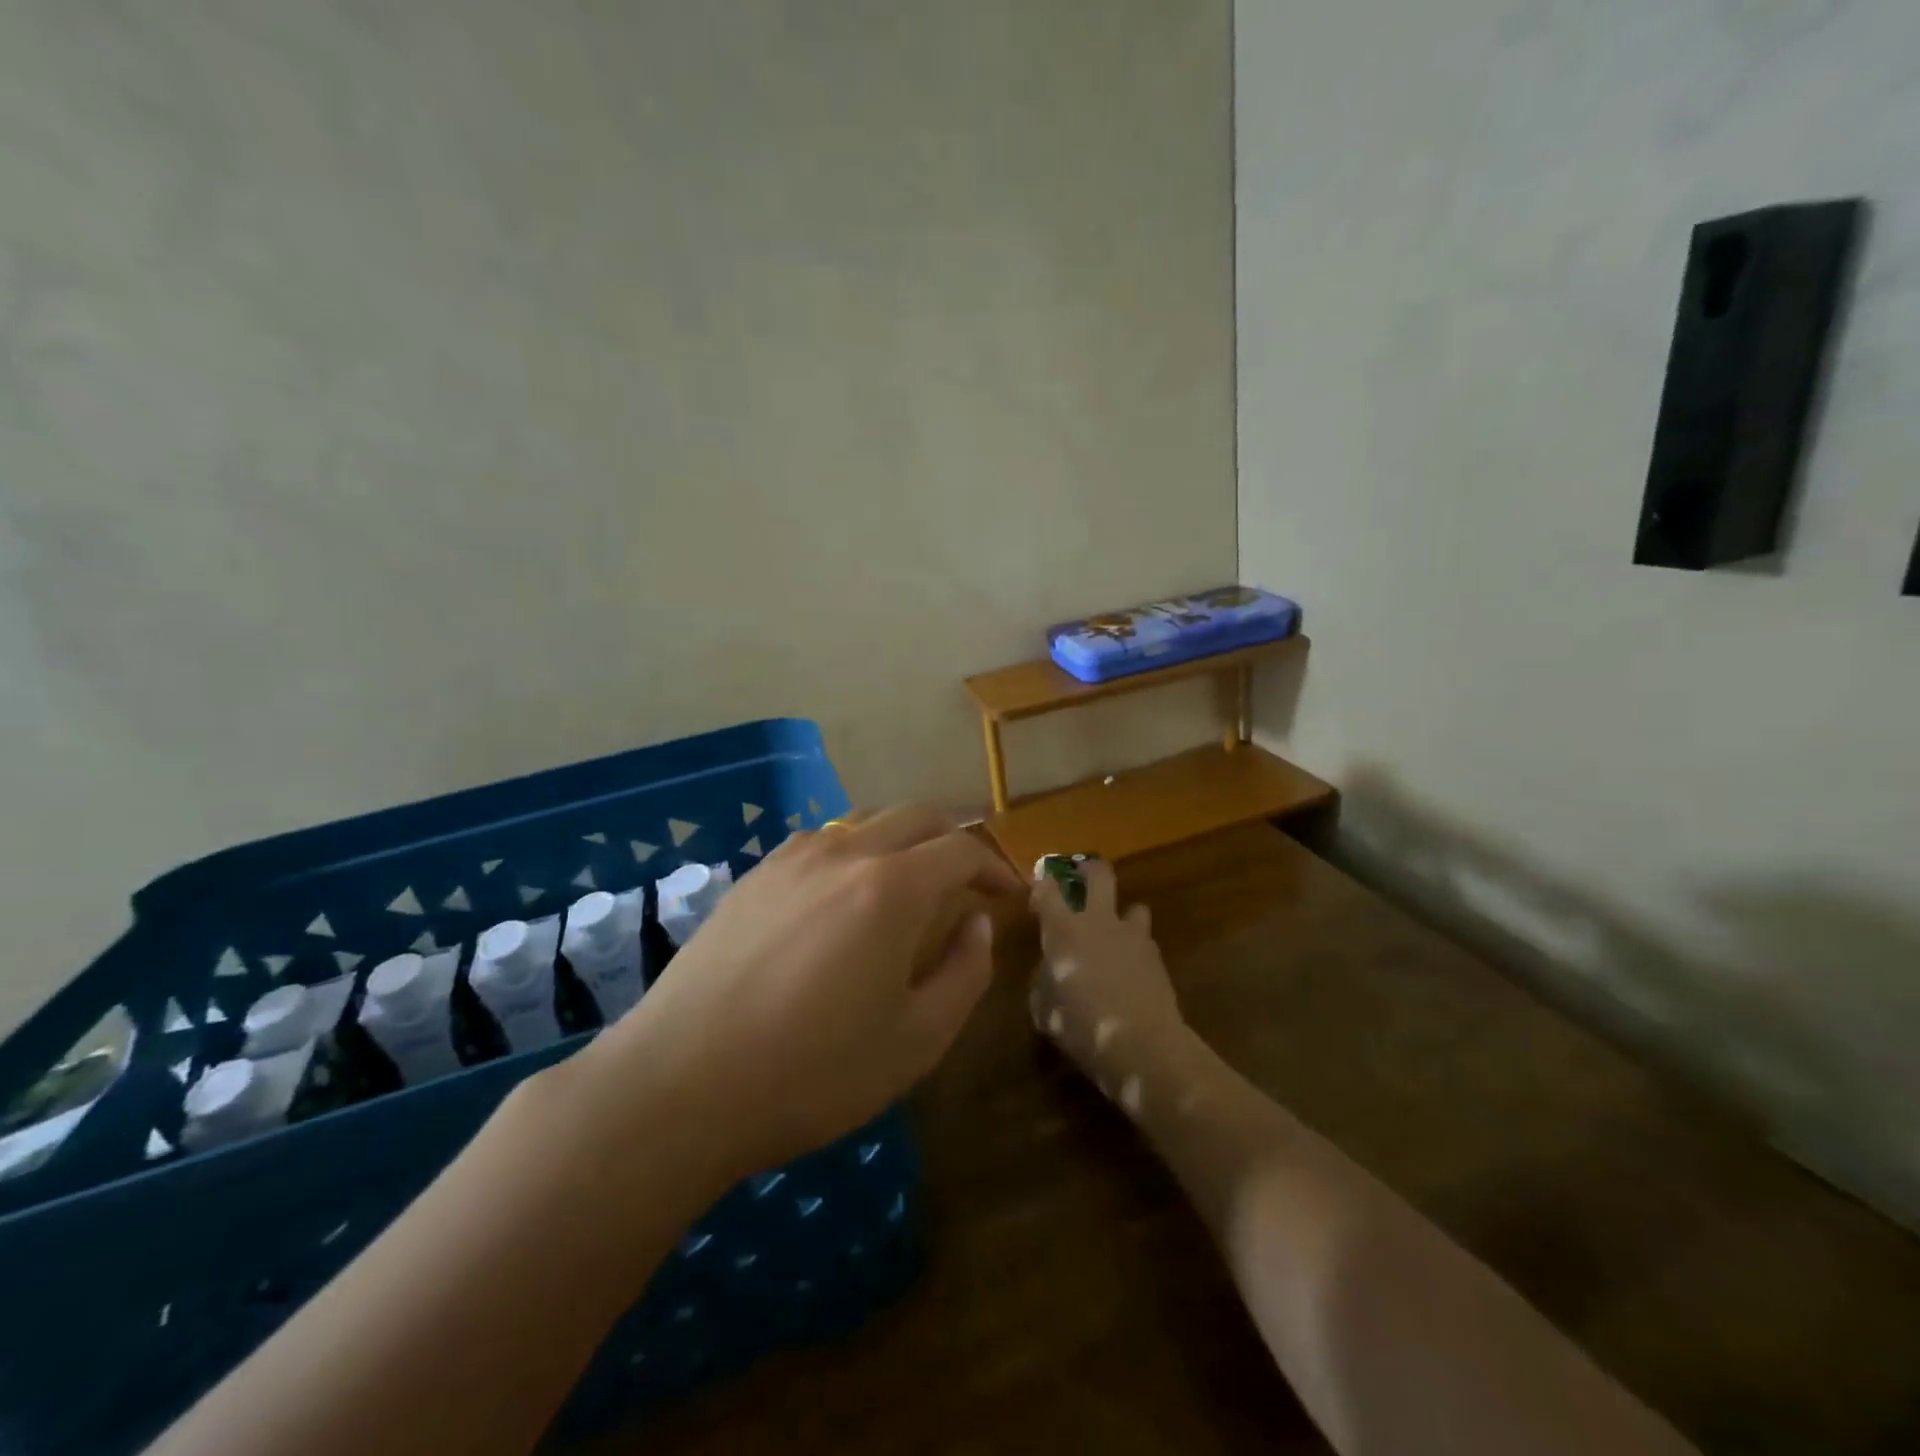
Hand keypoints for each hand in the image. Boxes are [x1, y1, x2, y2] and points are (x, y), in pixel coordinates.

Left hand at [575, 807, 1022, 1180]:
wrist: (679, 1084)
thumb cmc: (812, 1072)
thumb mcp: (916, 1040)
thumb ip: (964, 972)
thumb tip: (977, 923)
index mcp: (891, 887)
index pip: (962, 849)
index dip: (996, 868)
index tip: (1012, 897)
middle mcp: (844, 853)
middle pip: (916, 817)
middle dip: (955, 841)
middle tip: (971, 882)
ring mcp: (791, 859)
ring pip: (865, 823)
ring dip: (903, 842)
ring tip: (911, 884)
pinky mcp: (753, 876)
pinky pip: (821, 843)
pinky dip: (855, 852)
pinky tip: (844, 896)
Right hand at [1028, 858, 1182, 1093]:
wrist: (1143, 1044)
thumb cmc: (1080, 1024)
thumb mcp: (1043, 1008)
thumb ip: (1043, 980)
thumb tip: (1048, 971)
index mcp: (1064, 928)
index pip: (1049, 888)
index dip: (1042, 886)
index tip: (1037, 898)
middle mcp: (1099, 921)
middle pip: (1098, 874)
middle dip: (1088, 870)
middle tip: (1079, 879)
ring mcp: (1133, 935)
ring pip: (1133, 906)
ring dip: (1122, 915)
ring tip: (1114, 935)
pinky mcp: (1157, 957)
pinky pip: (1144, 941)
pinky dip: (1135, 949)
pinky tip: (1129, 972)